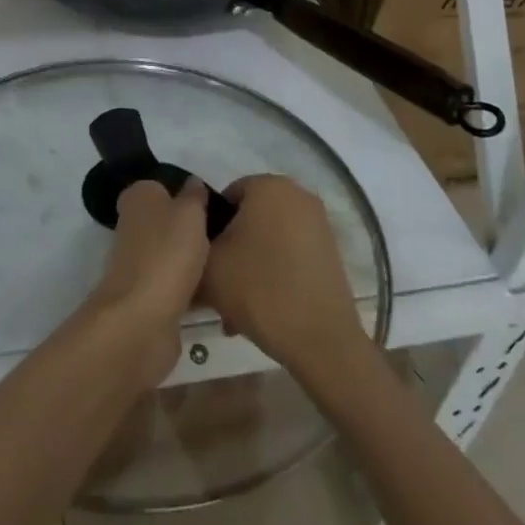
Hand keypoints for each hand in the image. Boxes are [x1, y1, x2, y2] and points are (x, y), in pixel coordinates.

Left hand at [86, 177, 209, 387]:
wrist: (142, 318)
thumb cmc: (168, 252)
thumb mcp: (190, 213)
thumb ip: (194, 196)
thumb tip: (192, 182)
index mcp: (138, 197)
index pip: (162, 187)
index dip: (187, 195)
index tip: (215, 206)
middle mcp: (133, 225)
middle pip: (168, 221)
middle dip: (192, 230)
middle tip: (227, 235)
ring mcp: (138, 262)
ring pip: (173, 254)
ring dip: (194, 261)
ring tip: (228, 263)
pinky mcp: (146, 295)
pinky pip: (175, 284)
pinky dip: (192, 289)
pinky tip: (217, 292)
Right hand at [199, 175, 367, 374]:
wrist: (321, 338)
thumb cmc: (259, 289)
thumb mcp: (208, 265)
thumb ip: (194, 242)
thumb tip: (194, 241)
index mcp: (268, 185)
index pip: (224, 197)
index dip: (208, 230)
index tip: (203, 263)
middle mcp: (297, 194)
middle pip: (248, 220)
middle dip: (230, 252)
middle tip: (216, 290)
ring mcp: (318, 223)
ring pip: (268, 240)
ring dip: (249, 267)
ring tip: (235, 310)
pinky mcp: (330, 251)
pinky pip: (289, 254)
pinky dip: (274, 274)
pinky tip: (262, 309)